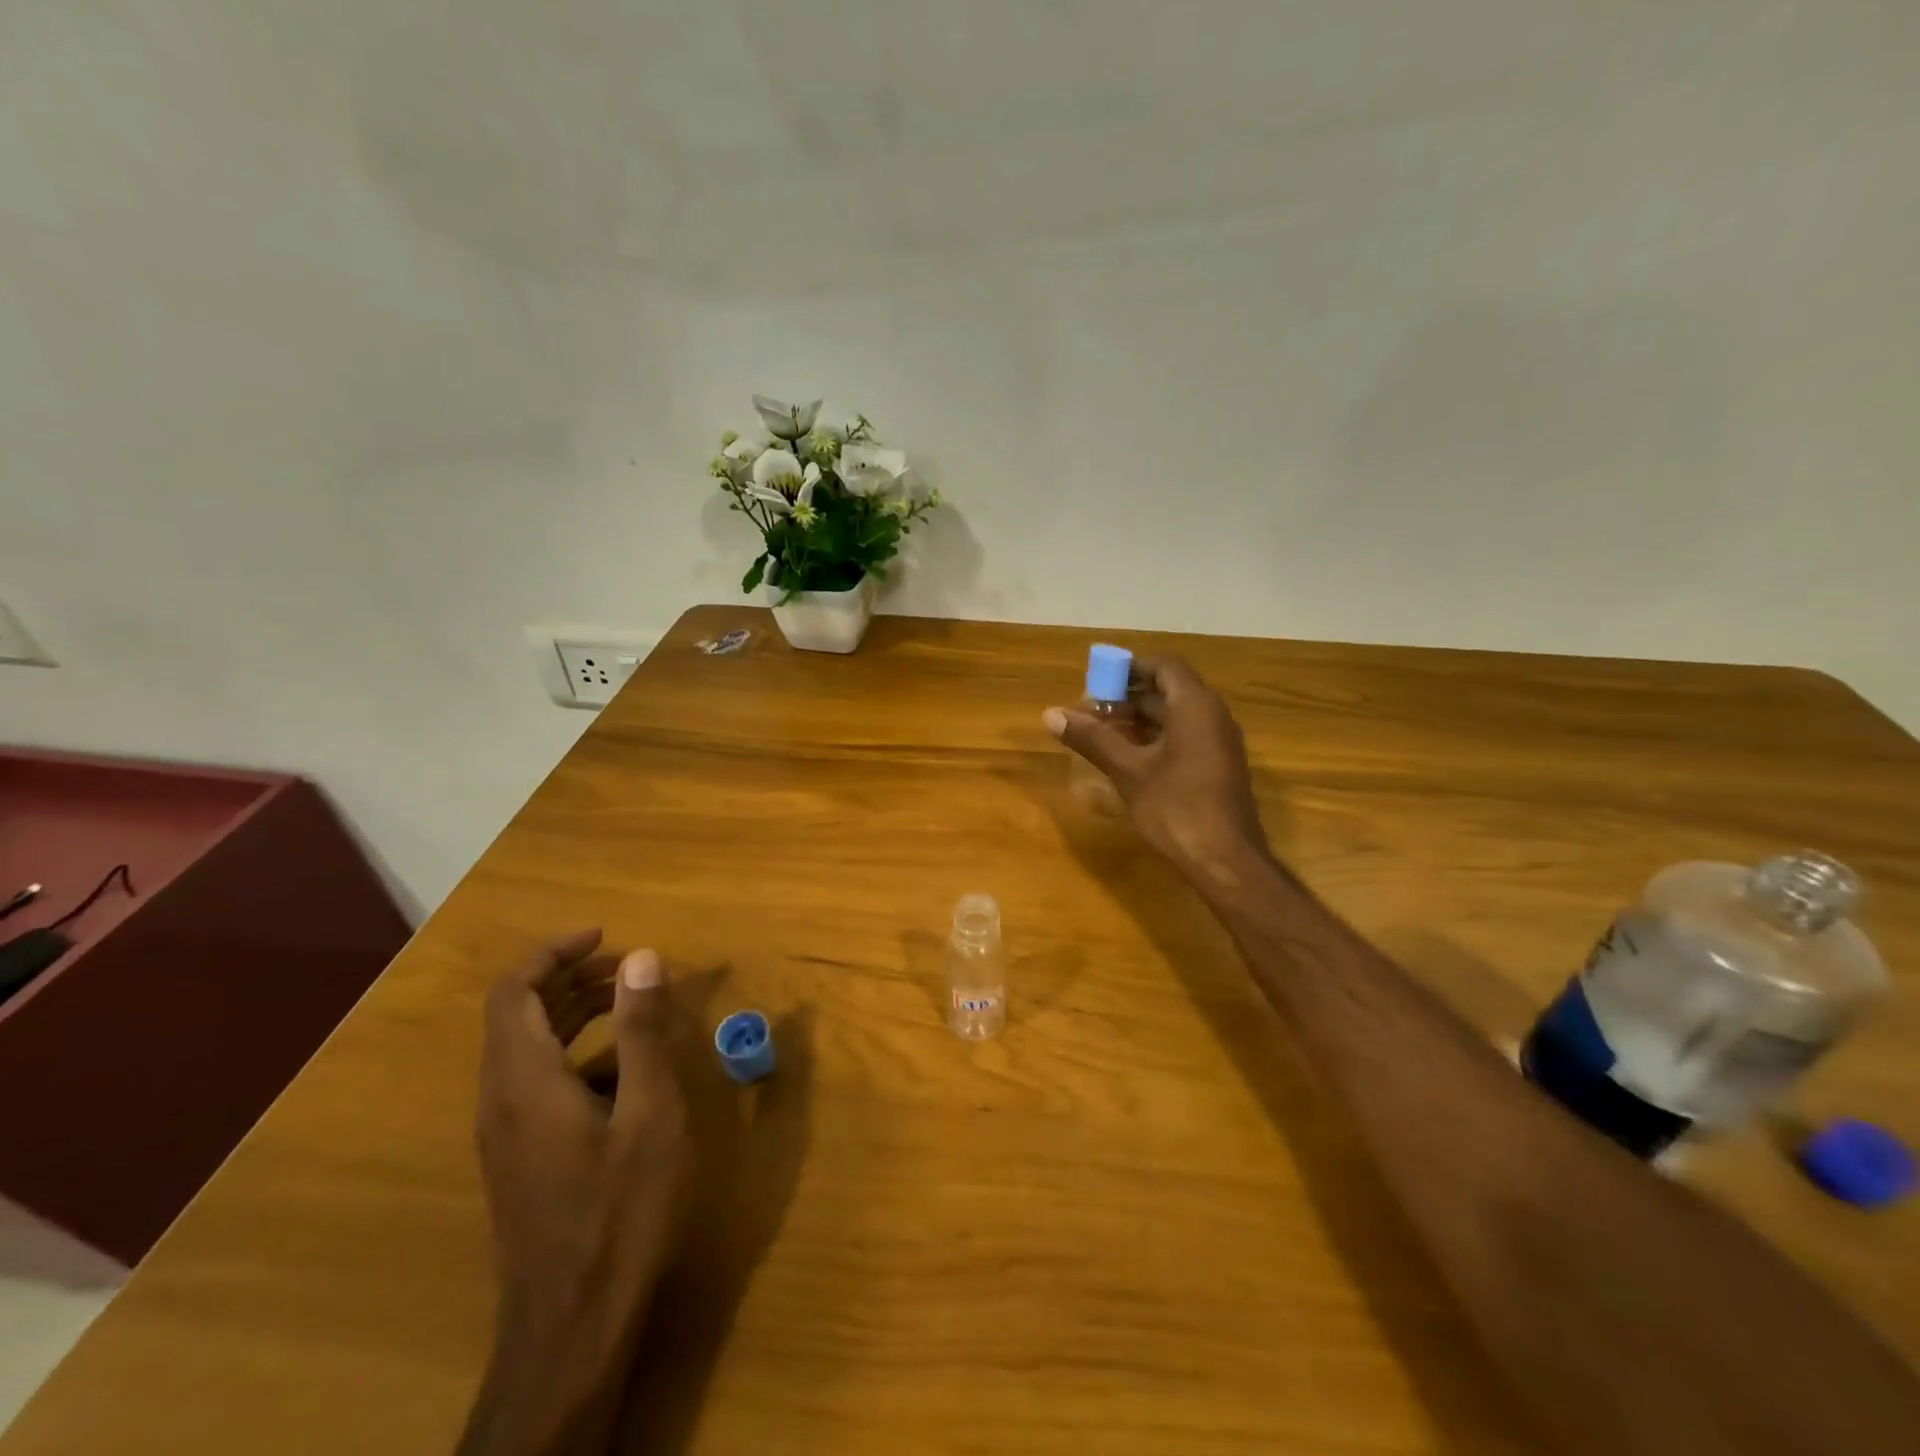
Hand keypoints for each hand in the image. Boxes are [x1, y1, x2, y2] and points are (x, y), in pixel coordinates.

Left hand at [461, 929, 690, 1455]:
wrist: (573, 1327)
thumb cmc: (620, 1210)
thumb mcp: (647, 1111)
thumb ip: (641, 1030)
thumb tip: (642, 956)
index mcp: (523, 1081)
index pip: (513, 991)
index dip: (554, 952)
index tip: (604, 936)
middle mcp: (500, 1100)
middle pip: (519, 1015)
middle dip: (573, 979)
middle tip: (631, 969)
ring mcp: (505, 1134)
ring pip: (528, 1049)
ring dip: (576, 1014)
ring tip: (634, 1006)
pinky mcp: (520, 1158)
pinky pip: (537, 1082)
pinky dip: (576, 1054)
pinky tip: (627, 1073)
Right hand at [1044, 658, 1268, 883]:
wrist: (1226, 862)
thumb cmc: (1176, 809)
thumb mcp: (1128, 771)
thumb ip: (1093, 738)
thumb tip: (1051, 714)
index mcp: (1195, 707)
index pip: (1164, 666)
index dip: (1130, 668)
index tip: (1097, 682)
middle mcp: (1213, 716)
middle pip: (1168, 690)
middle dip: (1128, 697)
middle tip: (1090, 711)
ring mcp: (1218, 743)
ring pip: (1175, 716)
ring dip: (1138, 719)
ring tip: (1100, 733)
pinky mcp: (1217, 767)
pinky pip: (1184, 737)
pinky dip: (1154, 739)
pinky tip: (1126, 758)